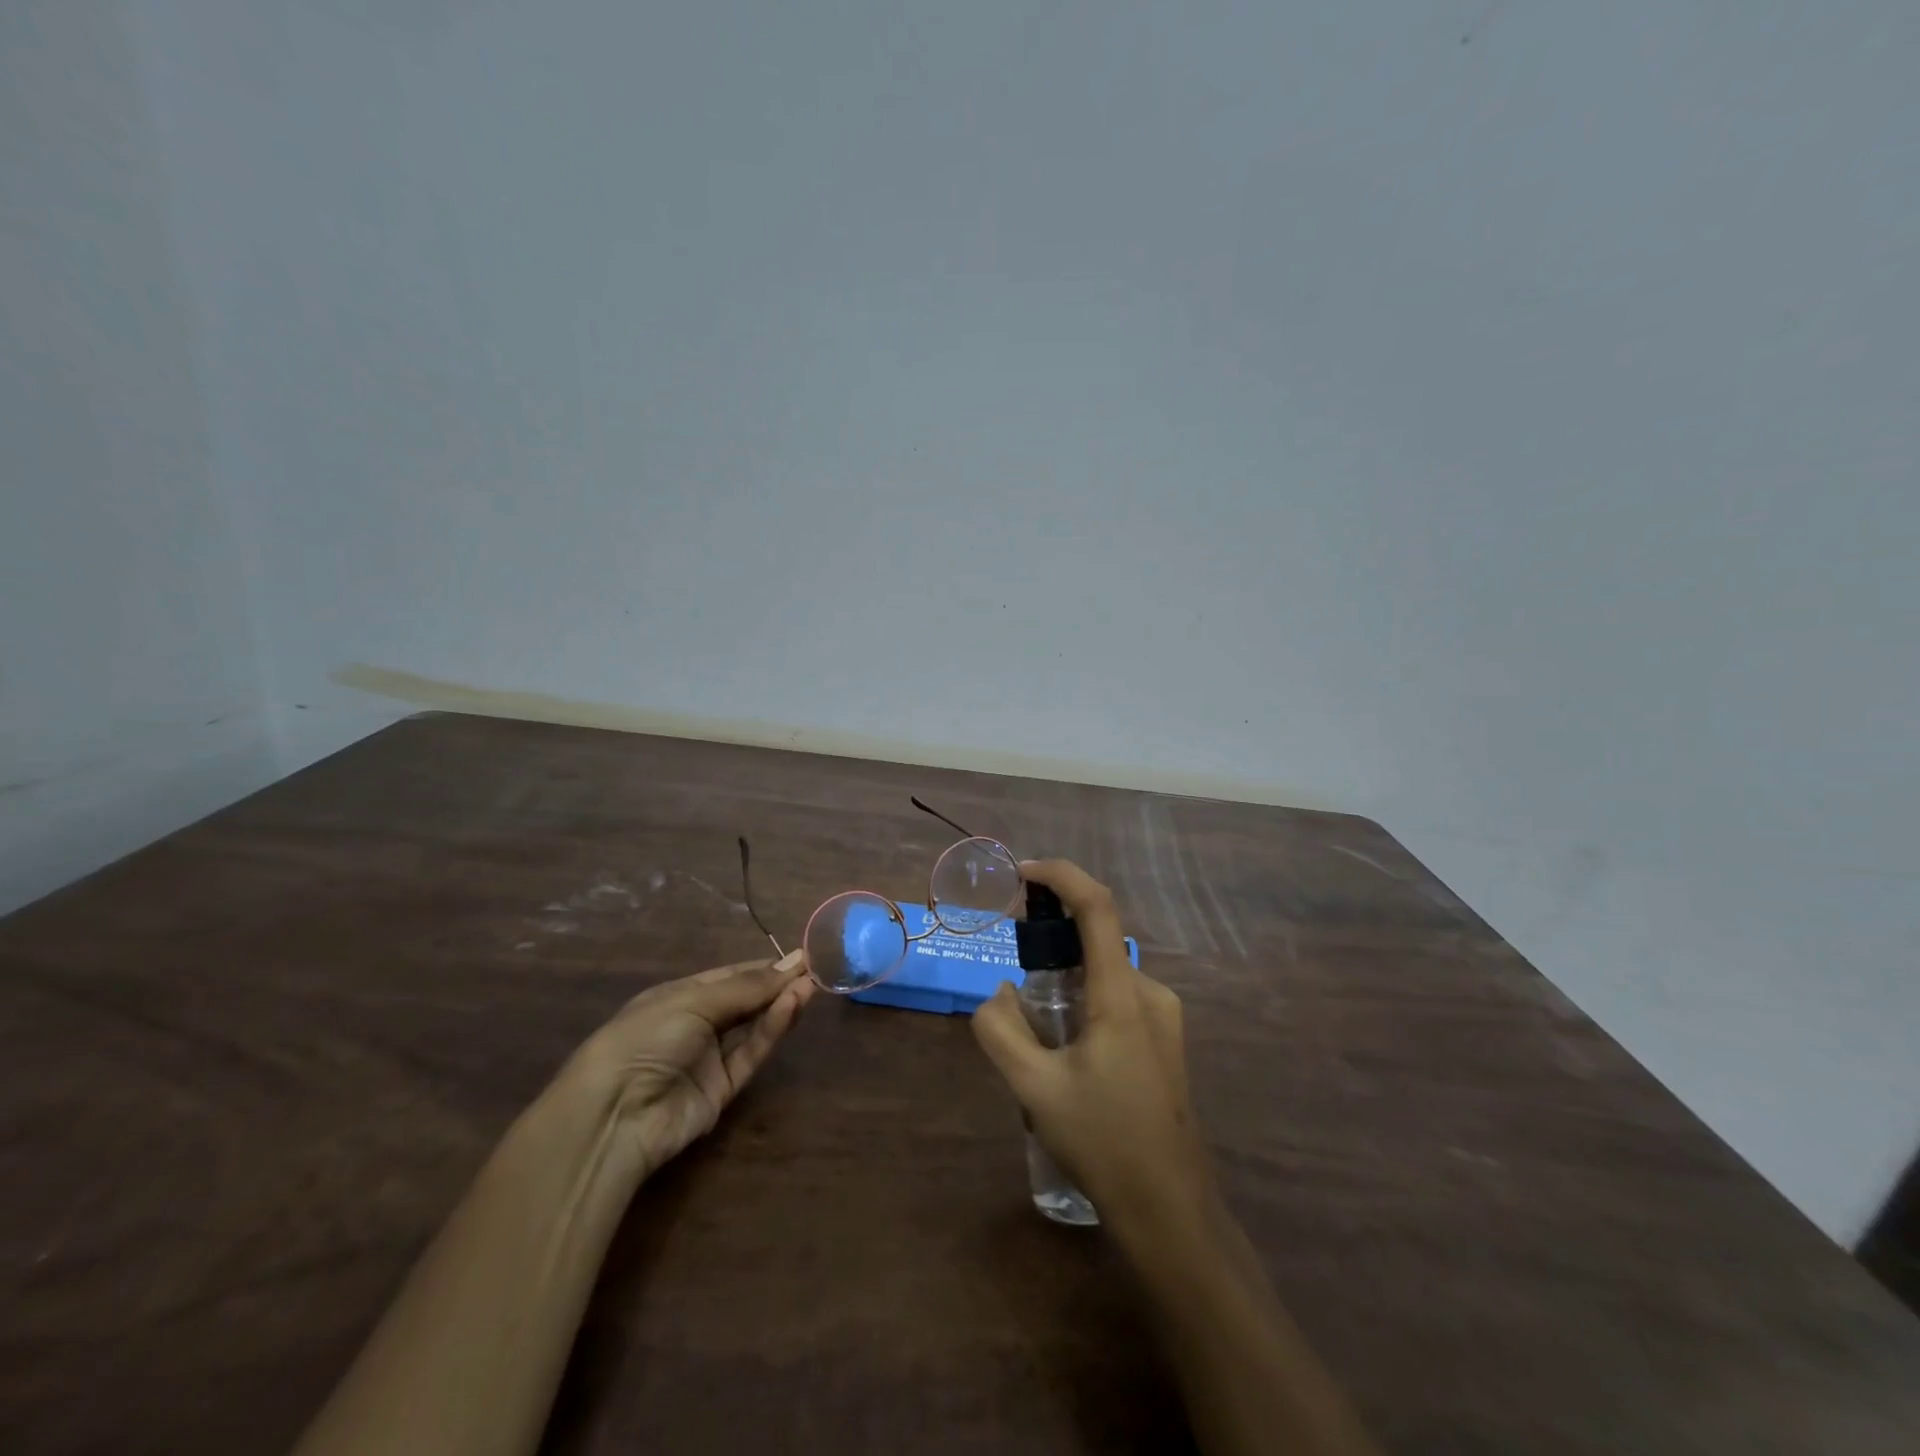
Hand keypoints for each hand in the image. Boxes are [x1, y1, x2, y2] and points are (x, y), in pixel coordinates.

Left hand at [565, 950, 814, 1176]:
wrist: (614, 1115)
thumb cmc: (645, 1038)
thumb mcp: (693, 1001)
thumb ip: (746, 987)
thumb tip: (790, 965)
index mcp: (679, 997)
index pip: (729, 976)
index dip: (763, 967)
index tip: (800, 957)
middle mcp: (696, 1024)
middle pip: (745, 1001)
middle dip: (777, 984)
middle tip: (814, 970)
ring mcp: (709, 1058)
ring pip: (753, 1027)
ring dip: (780, 1005)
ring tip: (810, 986)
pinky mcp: (722, 1090)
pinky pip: (750, 1053)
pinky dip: (772, 1030)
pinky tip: (791, 1007)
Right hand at [971, 860, 1216, 1239]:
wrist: (1171, 1211)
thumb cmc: (1104, 1144)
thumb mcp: (1035, 1089)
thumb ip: (1001, 1030)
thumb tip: (998, 994)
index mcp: (1122, 996)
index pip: (1097, 907)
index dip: (1061, 875)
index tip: (1021, 873)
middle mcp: (1150, 993)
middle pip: (1095, 940)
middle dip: (1050, 939)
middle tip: (1013, 971)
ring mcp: (1163, 1017)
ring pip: (1102, 973)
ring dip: (1064, 980)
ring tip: (1036, 1035)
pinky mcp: (1164, 1039)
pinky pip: (1116, 998)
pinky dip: (1082, 1000)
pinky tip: (1065, 1054)